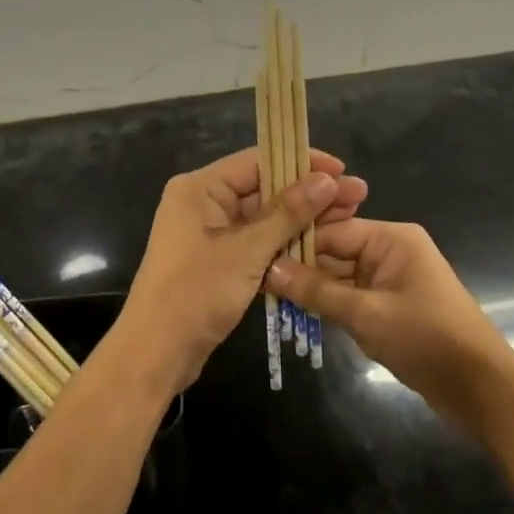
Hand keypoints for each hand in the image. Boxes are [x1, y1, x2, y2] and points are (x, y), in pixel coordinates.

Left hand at [117, 148, 367, 391]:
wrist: (156, 353)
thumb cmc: (196, 293)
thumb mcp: (247, 251)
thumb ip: (288, 213)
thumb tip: (327, 179)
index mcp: (200, 188)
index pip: (258, 160)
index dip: (302, 162)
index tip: (342, 170)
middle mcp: (202, 202)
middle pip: (263, 188)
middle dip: (309, 194)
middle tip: (357, 195)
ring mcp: (208, 233)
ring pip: (263, 218)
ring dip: (301, 220)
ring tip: (349, 218)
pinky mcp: (216, 260)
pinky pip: (255, 243)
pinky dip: (284, 244)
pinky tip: (321, 246)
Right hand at [267, 219, 513, 431]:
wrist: (481, 389)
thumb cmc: (427, 340)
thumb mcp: (366, 314)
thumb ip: (317, 291)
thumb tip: (270, 269)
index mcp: (391, 239)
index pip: (332, 231)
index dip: (296, 244)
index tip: (258, 258)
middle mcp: (391, 251)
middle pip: (335, 251)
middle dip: (301, 267)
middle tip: (258, 281)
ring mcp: (391, 279)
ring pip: (340, 276)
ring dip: (313, 289)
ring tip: (271, 299)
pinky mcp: (391, 305)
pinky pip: (352, 296)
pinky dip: (331, 305)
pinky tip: (299, 314)